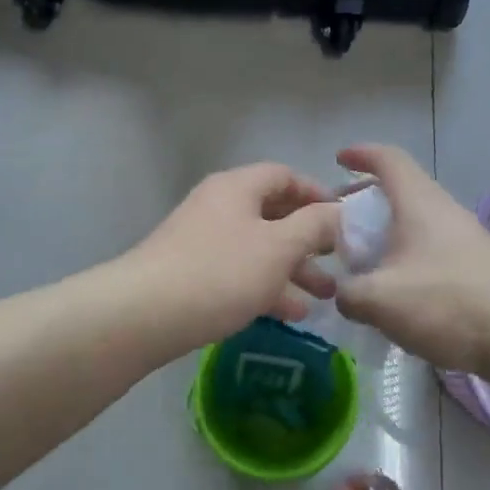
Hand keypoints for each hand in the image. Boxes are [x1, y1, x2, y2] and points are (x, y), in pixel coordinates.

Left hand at [120, 163, 342, 351]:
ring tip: (325, 297)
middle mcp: (219, 206)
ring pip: (259, 248)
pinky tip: (292, 314)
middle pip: (273, 214)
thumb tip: (339, 212)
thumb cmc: (221, 272)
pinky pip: (239, 272)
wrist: (145, 314)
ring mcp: (203, 240)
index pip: (284, 175)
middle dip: (310, 240)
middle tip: (341, 262)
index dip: (317, 193)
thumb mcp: (279, 247)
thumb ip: (315, 226)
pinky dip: (267, 287)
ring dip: (293, 269)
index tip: (344, 219)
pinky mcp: (193, 273)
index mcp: (237, 187)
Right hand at [333, 144, 489, 376]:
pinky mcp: (477, 269)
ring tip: (364, 265)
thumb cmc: (448, 302)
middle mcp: (443, 212)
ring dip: (387, 237)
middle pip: (401, 192)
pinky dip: (407, 261)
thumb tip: (344, 294)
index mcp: (418, 202)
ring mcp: (465, 240)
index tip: (339, 158)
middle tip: (341, 224)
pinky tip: (397, 295)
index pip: (388, 159)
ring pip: (416, 225)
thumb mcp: (380, 300)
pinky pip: (431, 252)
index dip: (362, 154)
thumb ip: (348, 293)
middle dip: (368, 203)